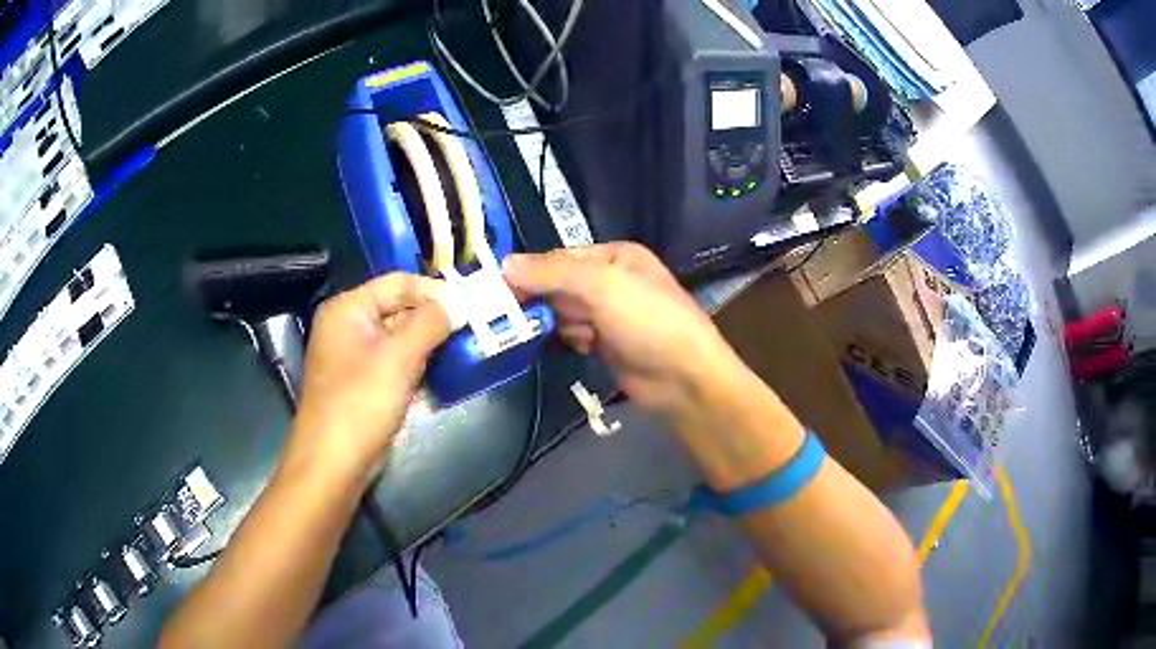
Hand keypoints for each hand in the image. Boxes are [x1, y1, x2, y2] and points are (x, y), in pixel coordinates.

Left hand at [284, 274, 450, 483]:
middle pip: (398, 308)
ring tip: (464, 347)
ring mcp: (355, 356)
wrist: (333, 463)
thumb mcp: (398, 358)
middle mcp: (349, 326)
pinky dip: (416, 364)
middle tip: (473, 326)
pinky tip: (440, 372)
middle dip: (433, 319)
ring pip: (400, 338)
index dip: (434, 290)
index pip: (397, 283)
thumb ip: (429, 323)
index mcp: (348, 309)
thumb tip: (459, 303)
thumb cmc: (360, 403)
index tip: (471, 302)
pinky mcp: (364, 382)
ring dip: (428, 343)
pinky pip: (395, 362)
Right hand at [503, 242, 736, 412]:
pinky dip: (570, 340)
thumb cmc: (647, 320)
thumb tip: (505, 263)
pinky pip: (574, 335)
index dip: (532, 270)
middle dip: (542, 299)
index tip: (499, 287)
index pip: (561, 256)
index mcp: (615, 256)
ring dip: (556, 323)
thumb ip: (552, 272)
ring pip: (564, 312)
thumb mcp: (601, 285)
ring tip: (557, 333)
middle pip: (560, 284)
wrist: (684, 378)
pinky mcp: (607, 344)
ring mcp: (610, 314)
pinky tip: (578, 347)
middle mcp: (611, 280)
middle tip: (511, 315)